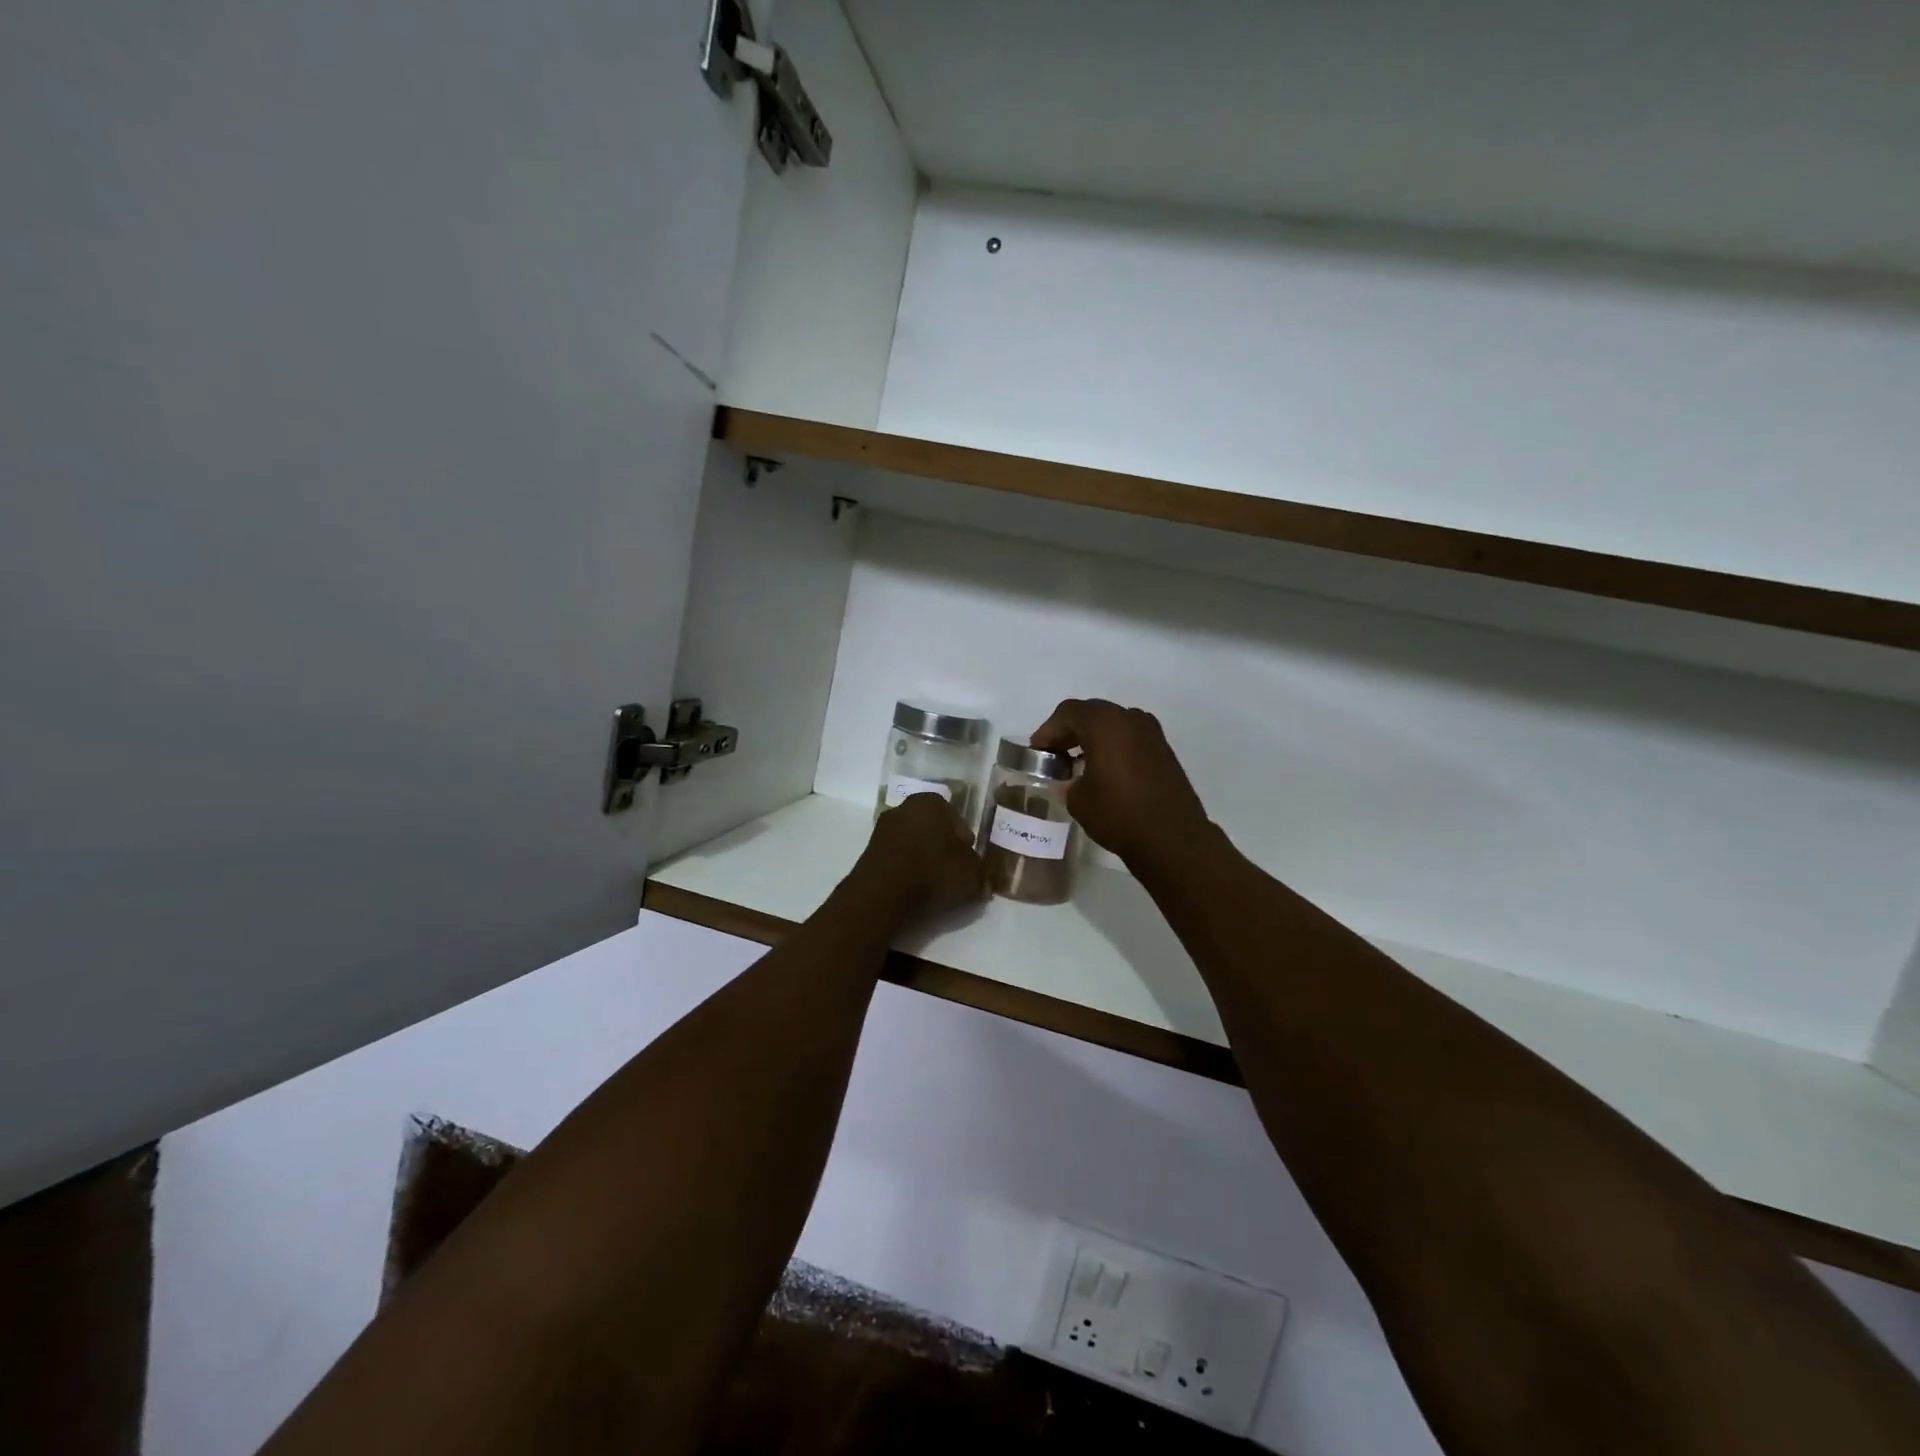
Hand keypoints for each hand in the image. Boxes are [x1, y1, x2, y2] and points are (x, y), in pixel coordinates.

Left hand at [852, 792, 986, 926]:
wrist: (883, 893)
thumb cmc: (933, 872)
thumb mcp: (971, 875)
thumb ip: (980, 874)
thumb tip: (983, 883)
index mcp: (932, 802)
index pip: (958, 821)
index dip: (966, 845)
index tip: (969, 865)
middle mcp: (906, 806)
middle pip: (934, 830)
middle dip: (943, 849)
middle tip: (952, 874)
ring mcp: (883, 827)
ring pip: (914, 843)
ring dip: (923, 859)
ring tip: (933, 885)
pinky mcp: (869, 850)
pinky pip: (897, 857)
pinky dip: (906, 869)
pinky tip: (913, 888)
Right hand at [1030, 699, 1210, 870]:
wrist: (1171, 837)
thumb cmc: (1117, 813)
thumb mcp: (1077, 799)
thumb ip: (1068, 780)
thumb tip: (1072, 779)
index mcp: (1105, 723)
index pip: (1068, 712)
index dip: (1048, 730)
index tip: (1038, 751)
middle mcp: (1130, 719)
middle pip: (1092, 713)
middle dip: (1070, 731)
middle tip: (1055, 754)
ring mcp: (1151, 733)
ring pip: (1114, 724)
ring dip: (1093, 737)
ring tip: (1078, 762)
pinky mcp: (1164, 750)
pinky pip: (1130, 738)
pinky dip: (1113, 746)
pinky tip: (1104, 770)